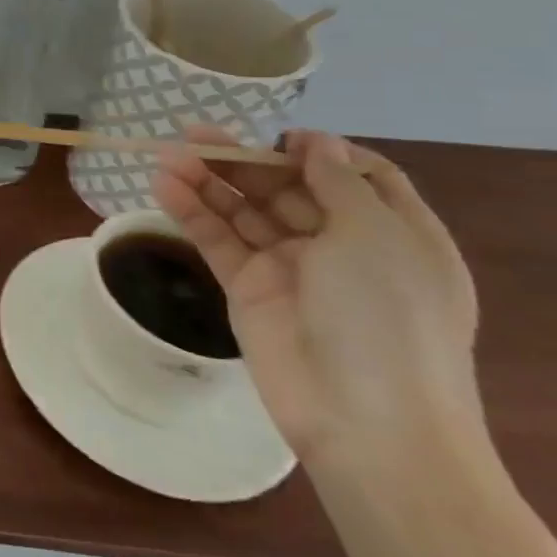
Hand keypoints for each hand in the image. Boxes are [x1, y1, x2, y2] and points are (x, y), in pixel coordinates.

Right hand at [152, 129, 482, 472]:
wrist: (366, 422)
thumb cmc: (388, 318)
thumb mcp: (376, 237)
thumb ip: (338, 183)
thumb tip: (315, 142)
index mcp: (392, 234)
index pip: (356, 177)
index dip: (319, 153)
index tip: (282, 140)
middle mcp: (342, 246)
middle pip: (287, 188)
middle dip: (243, 159)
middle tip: (192, 133)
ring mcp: (291, 269)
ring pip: (243, 211)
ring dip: (207, 180)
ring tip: (167, 155)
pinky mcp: (248, 289)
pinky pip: (217, 240)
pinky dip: (192, 212)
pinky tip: (163, 186)